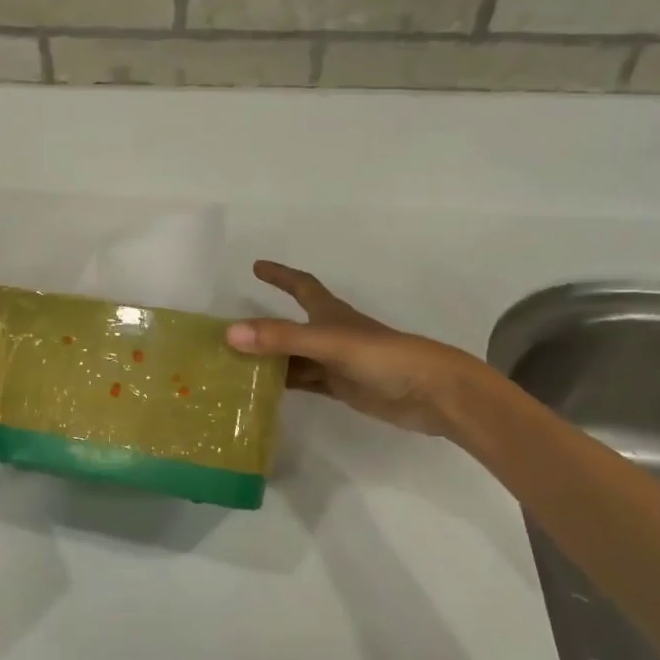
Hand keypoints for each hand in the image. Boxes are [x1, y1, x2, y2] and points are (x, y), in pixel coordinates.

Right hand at [226, 261, 483, 435]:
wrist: (433, 393)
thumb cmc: (384, 357)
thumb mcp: (328, 342)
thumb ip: (282, 337)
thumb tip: (229, 333)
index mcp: (330, 314)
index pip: (301, 286)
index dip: (280, 275)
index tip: (256, 265)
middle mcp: (330, 334)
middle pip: (289, 326)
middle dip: (262, 325)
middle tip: (227, 331)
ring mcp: (335, 363)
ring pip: (292, 357)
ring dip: (268, 358)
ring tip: (233, 364)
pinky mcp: (342, 388)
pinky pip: (303, 381)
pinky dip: (283, 383)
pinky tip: (261, 391)